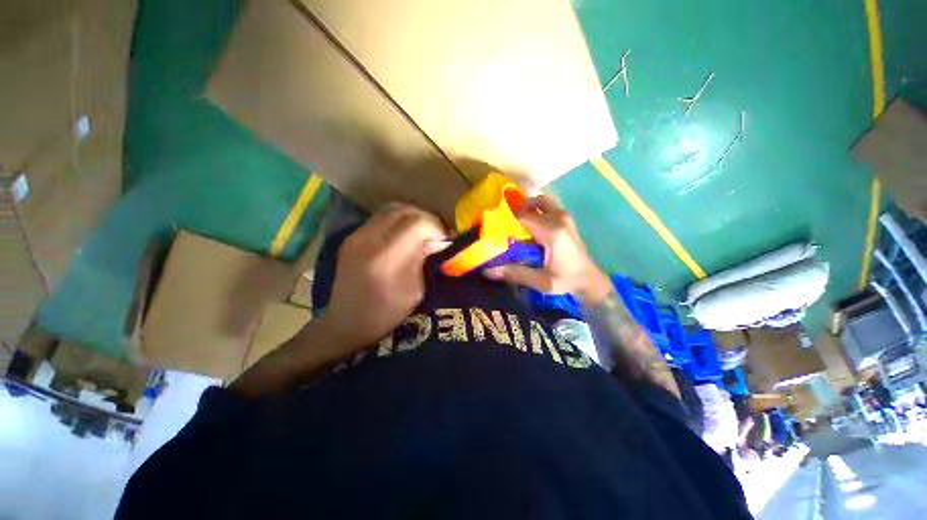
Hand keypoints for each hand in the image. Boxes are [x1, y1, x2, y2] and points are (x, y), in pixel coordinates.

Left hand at [317, 203, 447, 349]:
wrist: (346, 322)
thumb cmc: (385, 314)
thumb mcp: (415, 291)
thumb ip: (424, 260)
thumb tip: (437, 241)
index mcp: (385, 257)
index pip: (416, 223)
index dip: (436, 227)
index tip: (445, 241)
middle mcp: (368, 239)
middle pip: (404, 211)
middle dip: (427, 219)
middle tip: (436, 235)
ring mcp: (356, 235)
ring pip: (392, 209)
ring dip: (413, 217)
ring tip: (423, 232)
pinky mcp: (352, 237)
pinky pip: (381, 217)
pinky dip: (398, 221)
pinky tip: (404, 235)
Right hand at [483, 195, 611, 305]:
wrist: (588, 279)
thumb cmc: (565, 280)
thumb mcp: (540, 281)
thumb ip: (515, 273)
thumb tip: (488, 271)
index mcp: (553, 232)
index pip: (523, 216)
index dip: (508, 221)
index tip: (498, 231)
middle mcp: (559, 219)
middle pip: (530, 205)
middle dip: (516, 213)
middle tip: (508, 228)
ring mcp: (565, 216)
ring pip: (540, 201)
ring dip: (528, 209)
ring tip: (519, 225)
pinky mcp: (567, 218)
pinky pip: (546, 206)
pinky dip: (536, 210)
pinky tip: (531, 227)